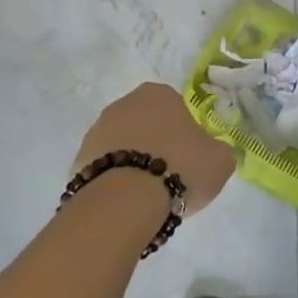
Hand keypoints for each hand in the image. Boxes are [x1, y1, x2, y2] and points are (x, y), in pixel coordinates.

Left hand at [76, 83, 234, 216]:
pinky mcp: (77, 161)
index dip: (184, 131)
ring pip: (122, 145)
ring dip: (133, 161)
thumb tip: (212, 152)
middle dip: (155, 143)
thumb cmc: (180, 168)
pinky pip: (104, 168)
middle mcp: (123, 104)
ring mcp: (96, 132)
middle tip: (171, 173)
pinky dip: (114, 181)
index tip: (190, 155)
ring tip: (147, 194)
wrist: (125, 202)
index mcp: (158, 94)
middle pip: (146, 123)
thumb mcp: (220, 160)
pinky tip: (126, 203)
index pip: (175, 106)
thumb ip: (218, 150)